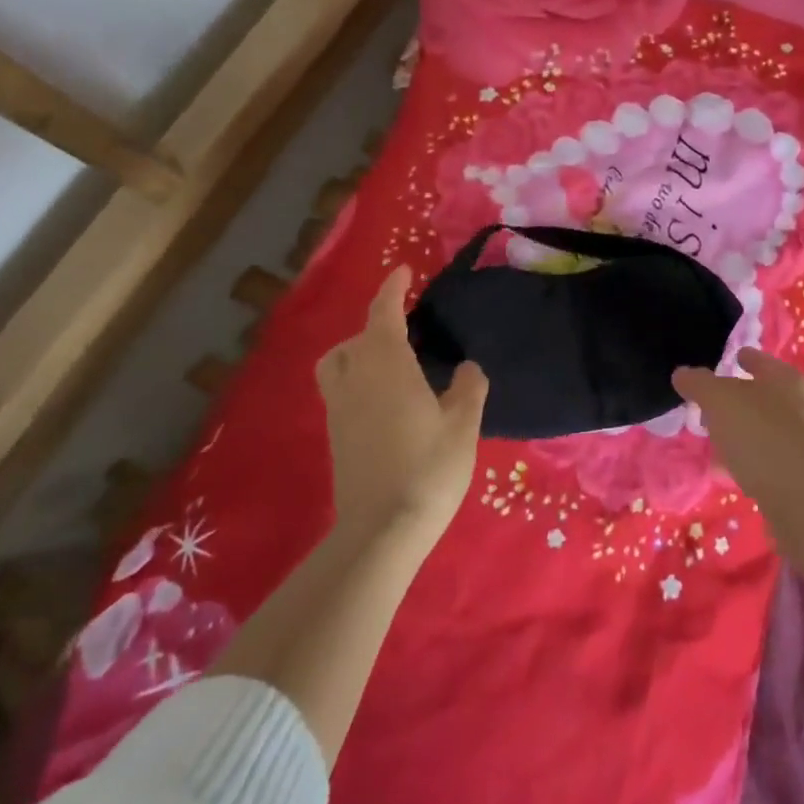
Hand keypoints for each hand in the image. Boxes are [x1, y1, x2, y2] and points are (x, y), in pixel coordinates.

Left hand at [317, 265, 488, 550]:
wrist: (381, 532)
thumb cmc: (428, 468)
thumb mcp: (463, 424)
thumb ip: (468, 388)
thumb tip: (467, 367)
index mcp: (387, 365)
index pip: (383, 313)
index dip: (392, 288)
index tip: (404, 271)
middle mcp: (356, 378)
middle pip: (356, 337)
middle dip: (377, 323)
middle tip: (407, 328)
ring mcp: (339, 409)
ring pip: (337, 363)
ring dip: (357, 351)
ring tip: (389, 362)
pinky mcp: (335, 436)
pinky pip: (339, 389)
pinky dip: (357, 378)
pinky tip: (385, 399)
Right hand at [672, 350, 803, 506]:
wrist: (798, 496)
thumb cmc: (758, 433)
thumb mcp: (718, 400)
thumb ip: (698, 383)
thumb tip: (682, 373)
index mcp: (784, 377)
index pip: (758, 359)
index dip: (741, 357)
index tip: (728, 360)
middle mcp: (798, 404)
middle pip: (760, 394)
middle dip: (734, 399)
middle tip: (708, 406)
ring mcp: (800, 439)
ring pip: (761, 426)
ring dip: (738, 430)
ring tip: (712, 438)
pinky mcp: (797, 471)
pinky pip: (764, 456)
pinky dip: (745, 457)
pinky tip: (725, 467)